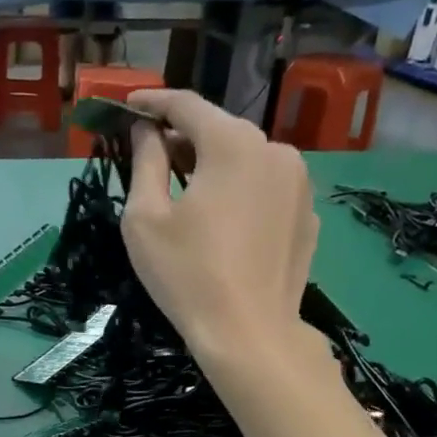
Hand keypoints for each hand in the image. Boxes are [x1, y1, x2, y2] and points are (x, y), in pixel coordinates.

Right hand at [122, 89, 318, 359]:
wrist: (249, 334)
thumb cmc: (187, 274)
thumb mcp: (145, 218)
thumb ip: (145, 162)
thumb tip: (146, 131)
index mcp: (233, 144)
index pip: (187, 105)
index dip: (153, 103)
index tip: (128, 106)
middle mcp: (275, 150)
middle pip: (220, 131)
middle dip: (183, 138)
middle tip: (151, 155)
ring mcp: (299, 184)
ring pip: (246, 160)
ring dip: (213, 166)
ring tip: (185, 192)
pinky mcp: (308, 216)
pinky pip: (266, 189)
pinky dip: (240, 192)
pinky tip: (222, 223)